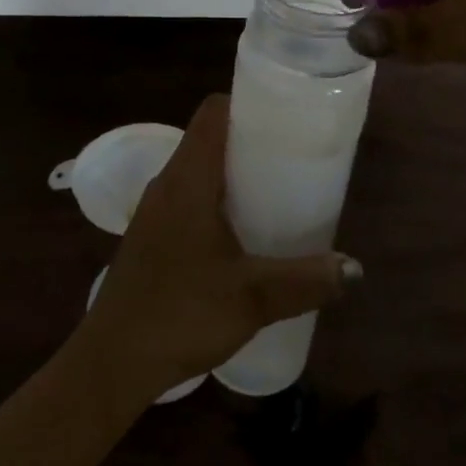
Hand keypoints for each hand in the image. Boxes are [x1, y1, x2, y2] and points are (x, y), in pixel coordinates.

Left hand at [77, 95, 361, 401]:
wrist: (112, 363)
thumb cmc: (180, 314)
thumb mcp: (252, 297)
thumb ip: (306, 280)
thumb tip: (354, 269)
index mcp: (187, 179)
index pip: (213, 112)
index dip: (248, 103)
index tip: (286, 116)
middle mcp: (167, 183)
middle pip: (209, 137)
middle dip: (252, 139)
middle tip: (295, 156)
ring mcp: (155, 210)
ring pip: (199, 169)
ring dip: (235, 171)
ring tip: (278, 189)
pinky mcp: (152, 236)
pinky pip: (189, 196)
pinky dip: (218, 197)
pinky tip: (244, 231)